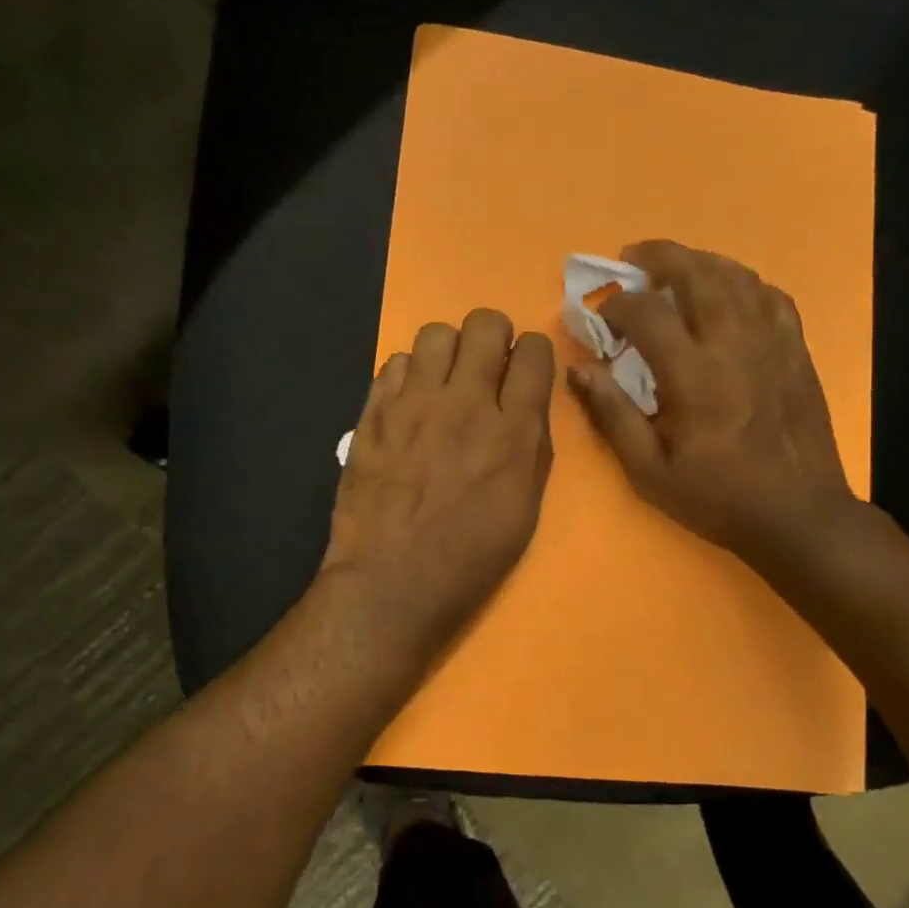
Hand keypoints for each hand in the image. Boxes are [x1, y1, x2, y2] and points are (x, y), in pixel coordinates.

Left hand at [323, 309, 554, 665]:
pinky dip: (407, 375)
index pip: (535, 352)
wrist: (390, 583)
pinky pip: (393, 363)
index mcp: (513, 433)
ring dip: (448, 351)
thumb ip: (532, 445)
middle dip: (493, 335)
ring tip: (444, 380)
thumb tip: (526, 403)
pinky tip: (408, 403)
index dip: (533, 352)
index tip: (524, 367)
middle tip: (486, 365)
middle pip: (485, 324)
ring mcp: (413, 405)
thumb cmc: (468, 559)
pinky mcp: (373, 413)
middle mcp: (465, 405)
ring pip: (436, 334)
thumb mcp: (525, 509)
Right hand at [567, 240, 862, 573]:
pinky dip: (743, 283)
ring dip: (700, 261)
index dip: (617, 304)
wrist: (799, 515)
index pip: (648, 313)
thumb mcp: (649, 471)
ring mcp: (772, 342)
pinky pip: (771, 296)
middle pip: (697, 274)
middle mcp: (734, 345)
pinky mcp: (796, 350)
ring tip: (675, 266)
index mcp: (694, 376)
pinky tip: (728, 292)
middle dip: (660, 257)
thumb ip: (612, 415)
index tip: (602, 316)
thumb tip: (578, 370)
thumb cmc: (718, 497)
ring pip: (736, 276)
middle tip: (633, 257)